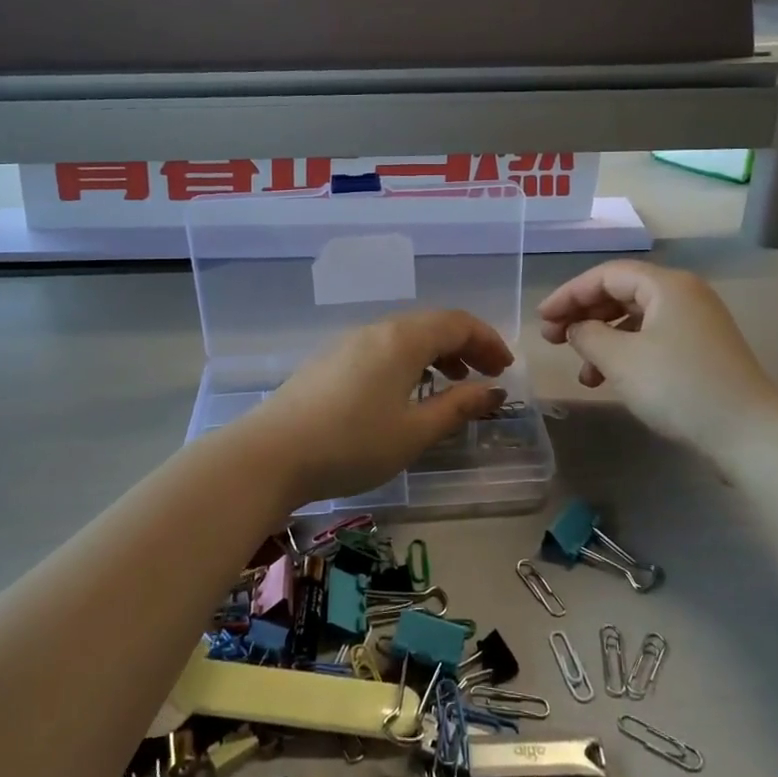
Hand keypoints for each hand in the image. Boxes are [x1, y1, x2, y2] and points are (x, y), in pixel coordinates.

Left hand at [243, 310, 513, 507]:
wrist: (271, 453)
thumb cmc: (353, 444)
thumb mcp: (414, 432)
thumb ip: (457, 408)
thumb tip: (493, 392)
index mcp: (403, 338)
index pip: (457, 323)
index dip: (487, 341)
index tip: (505, 368)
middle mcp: (377, 330)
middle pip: (431, 325)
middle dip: (465, 346)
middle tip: (486, 376)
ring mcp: (348, 342)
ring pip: (405, 336)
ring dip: (436, 354)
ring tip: (451, 384)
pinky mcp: (329, 360)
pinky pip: (382, 349)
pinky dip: (408, 362)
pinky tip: (405, 392)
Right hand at [538, 261, 777, 456]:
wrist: (750, 435)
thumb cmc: (679, 387)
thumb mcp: (621, 359)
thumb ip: (588, 335)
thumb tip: (576, 328)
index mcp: (667, 285)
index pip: (606, 275)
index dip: (569, 294)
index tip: (542, 318)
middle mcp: (684, 295)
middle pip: (621, 294)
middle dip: (583, 316)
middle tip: (553, 340)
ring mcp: (697, 324)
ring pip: (635, 320)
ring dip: (602, 341)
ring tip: (581, 373)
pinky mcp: (702, 352)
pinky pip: (653, 340)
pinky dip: (626, 356)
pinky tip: (609, 382)